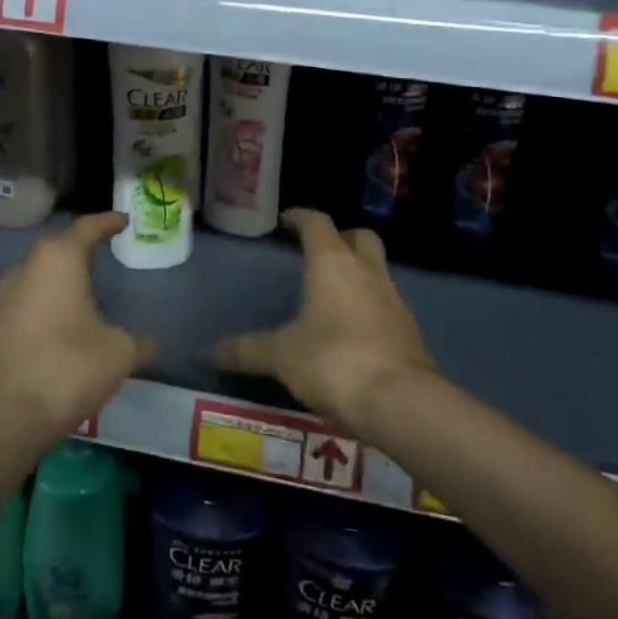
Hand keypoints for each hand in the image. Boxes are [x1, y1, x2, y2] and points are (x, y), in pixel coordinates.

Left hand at [0, 212, 154, 448]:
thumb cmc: (64, 369)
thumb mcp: (117, 355)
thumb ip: (137, 343)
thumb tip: (150, 344)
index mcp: (57, 261)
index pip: (87, 227)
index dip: (108, 222)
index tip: (123, 220)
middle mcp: (23, 270)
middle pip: (56, 252)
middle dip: (79, 255)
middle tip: (102, 259)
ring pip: (33, 283)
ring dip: (56, 288)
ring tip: (79, 304)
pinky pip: (18, 313)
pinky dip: (37, 318)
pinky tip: (51, 341)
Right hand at [214, 208, 435, 429]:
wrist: (401, 401)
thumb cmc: (334, 361)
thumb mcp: (282, 356)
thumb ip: (247, 350)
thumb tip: (208, 351)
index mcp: (332, 263)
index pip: (317, 223)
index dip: (300, 217)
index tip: (286, 220)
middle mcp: (366, 271)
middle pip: (359, 237)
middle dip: (340, 238)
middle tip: (318, 252)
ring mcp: (393, 299)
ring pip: (377, 269)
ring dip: (357, 273)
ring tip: (332, 294)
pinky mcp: (409, 330)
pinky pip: (386, 303)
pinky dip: (370, 306)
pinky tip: (353, 330)